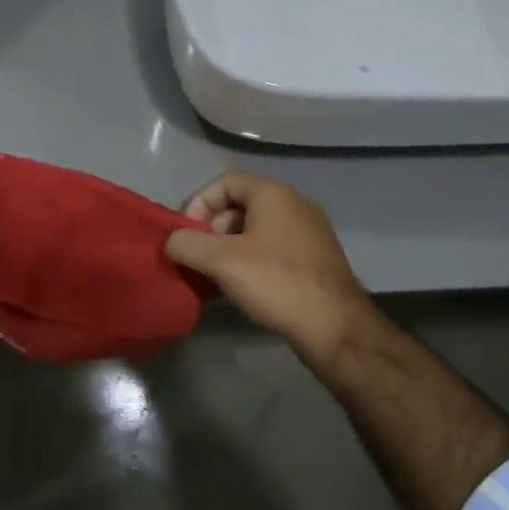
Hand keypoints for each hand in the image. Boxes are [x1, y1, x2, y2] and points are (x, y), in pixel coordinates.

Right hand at [164, 171, 375, 366]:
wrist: (336, 328)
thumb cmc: (277, 283)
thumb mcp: (222, 262)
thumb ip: (187, 245)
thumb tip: (172, 241)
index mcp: (274, 194)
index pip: (226, 181)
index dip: (199, 202)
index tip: (186, 234)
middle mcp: (295, 205)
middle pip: (241, 204)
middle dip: (213, 229)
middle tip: (200, 258)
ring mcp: (310, 233)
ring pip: (257, 230)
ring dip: (230, 249)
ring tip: (216, 277)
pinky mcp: (316, 260)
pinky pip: (274, 249)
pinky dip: (252, 261)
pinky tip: (242, 288)